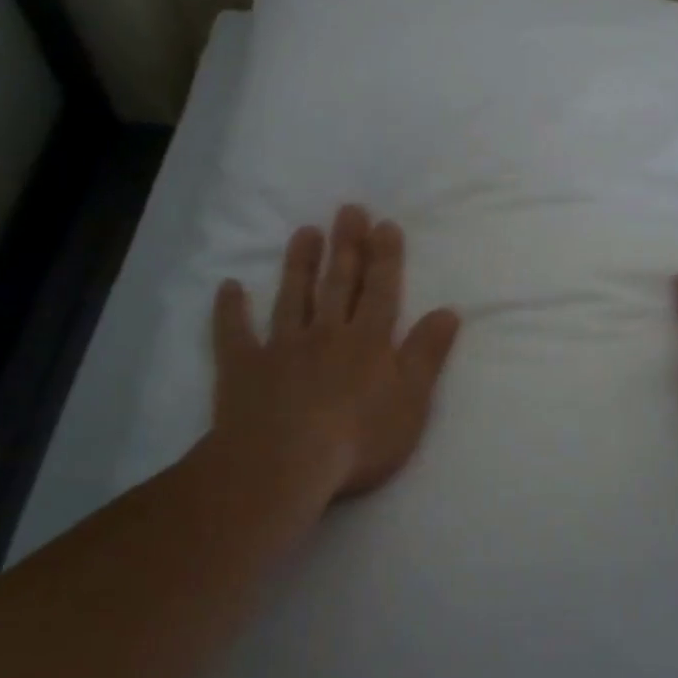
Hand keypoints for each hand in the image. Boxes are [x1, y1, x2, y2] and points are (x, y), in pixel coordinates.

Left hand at [206, 204, 461, 516]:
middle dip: (346, 246)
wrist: (282, 467)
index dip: (385, 257)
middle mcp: (326, 334)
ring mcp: (281, 348)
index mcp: (367, 342)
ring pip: (292, 297)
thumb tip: (449, 311)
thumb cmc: (357, 439)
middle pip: (338, 283)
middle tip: (348, 210)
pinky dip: (230, 310)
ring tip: (304, 232)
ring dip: (299, 264)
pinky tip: (228, 287)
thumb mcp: (411, 401)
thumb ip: (427, 354)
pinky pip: (234, 334)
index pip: (380, 290)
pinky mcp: (243, 369)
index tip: (384, 224)